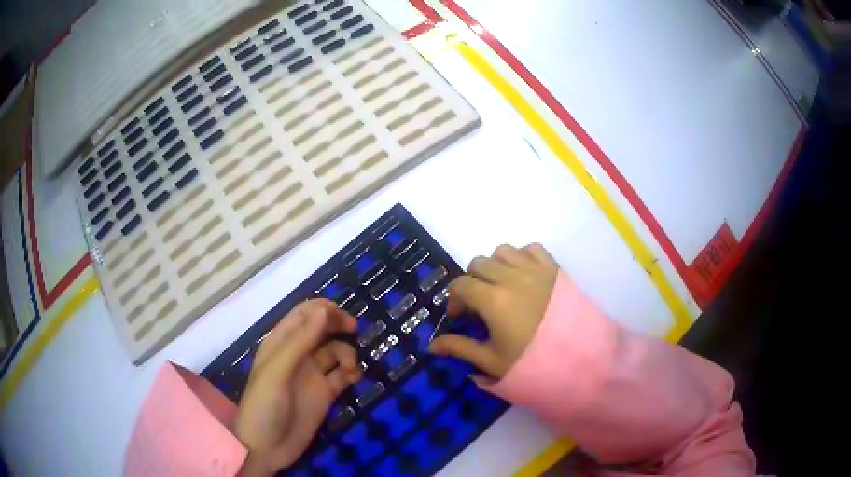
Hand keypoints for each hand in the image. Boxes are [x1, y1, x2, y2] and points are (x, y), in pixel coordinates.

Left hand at [234, 299, 361, 475]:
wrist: (267, 447)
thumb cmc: (265, 404)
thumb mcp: (278, 370)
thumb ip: (301, 341)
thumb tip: (324, 311)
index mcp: (280, 343)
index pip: (303, 314)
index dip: (322, 309)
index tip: (342, 315)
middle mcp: (297, 354)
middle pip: (320, 329)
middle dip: (337, 325)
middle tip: (353, 329)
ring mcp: (311, 375)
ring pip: (334, 351)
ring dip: (346, 353)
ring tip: (350, 369)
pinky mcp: (324, 393)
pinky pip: (342, 375)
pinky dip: (351, 372)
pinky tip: (354, 379)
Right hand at [429, 243, 557, 379]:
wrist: (579, 359)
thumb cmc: (532, 362)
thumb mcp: (492, 361)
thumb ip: (460, 349)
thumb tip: (431, 346)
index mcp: (492, 300)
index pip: (460, 285)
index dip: (454, 299)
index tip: (460, 317)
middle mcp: (511, 277)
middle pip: (478, 263)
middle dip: (471, 281)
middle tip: (479, 303)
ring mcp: (535, 269)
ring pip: (503, 251)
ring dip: (495, 265)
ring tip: (500, 286)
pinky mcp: (554, 268)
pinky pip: (531, 248)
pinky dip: (521, 256)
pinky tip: (523, 275)